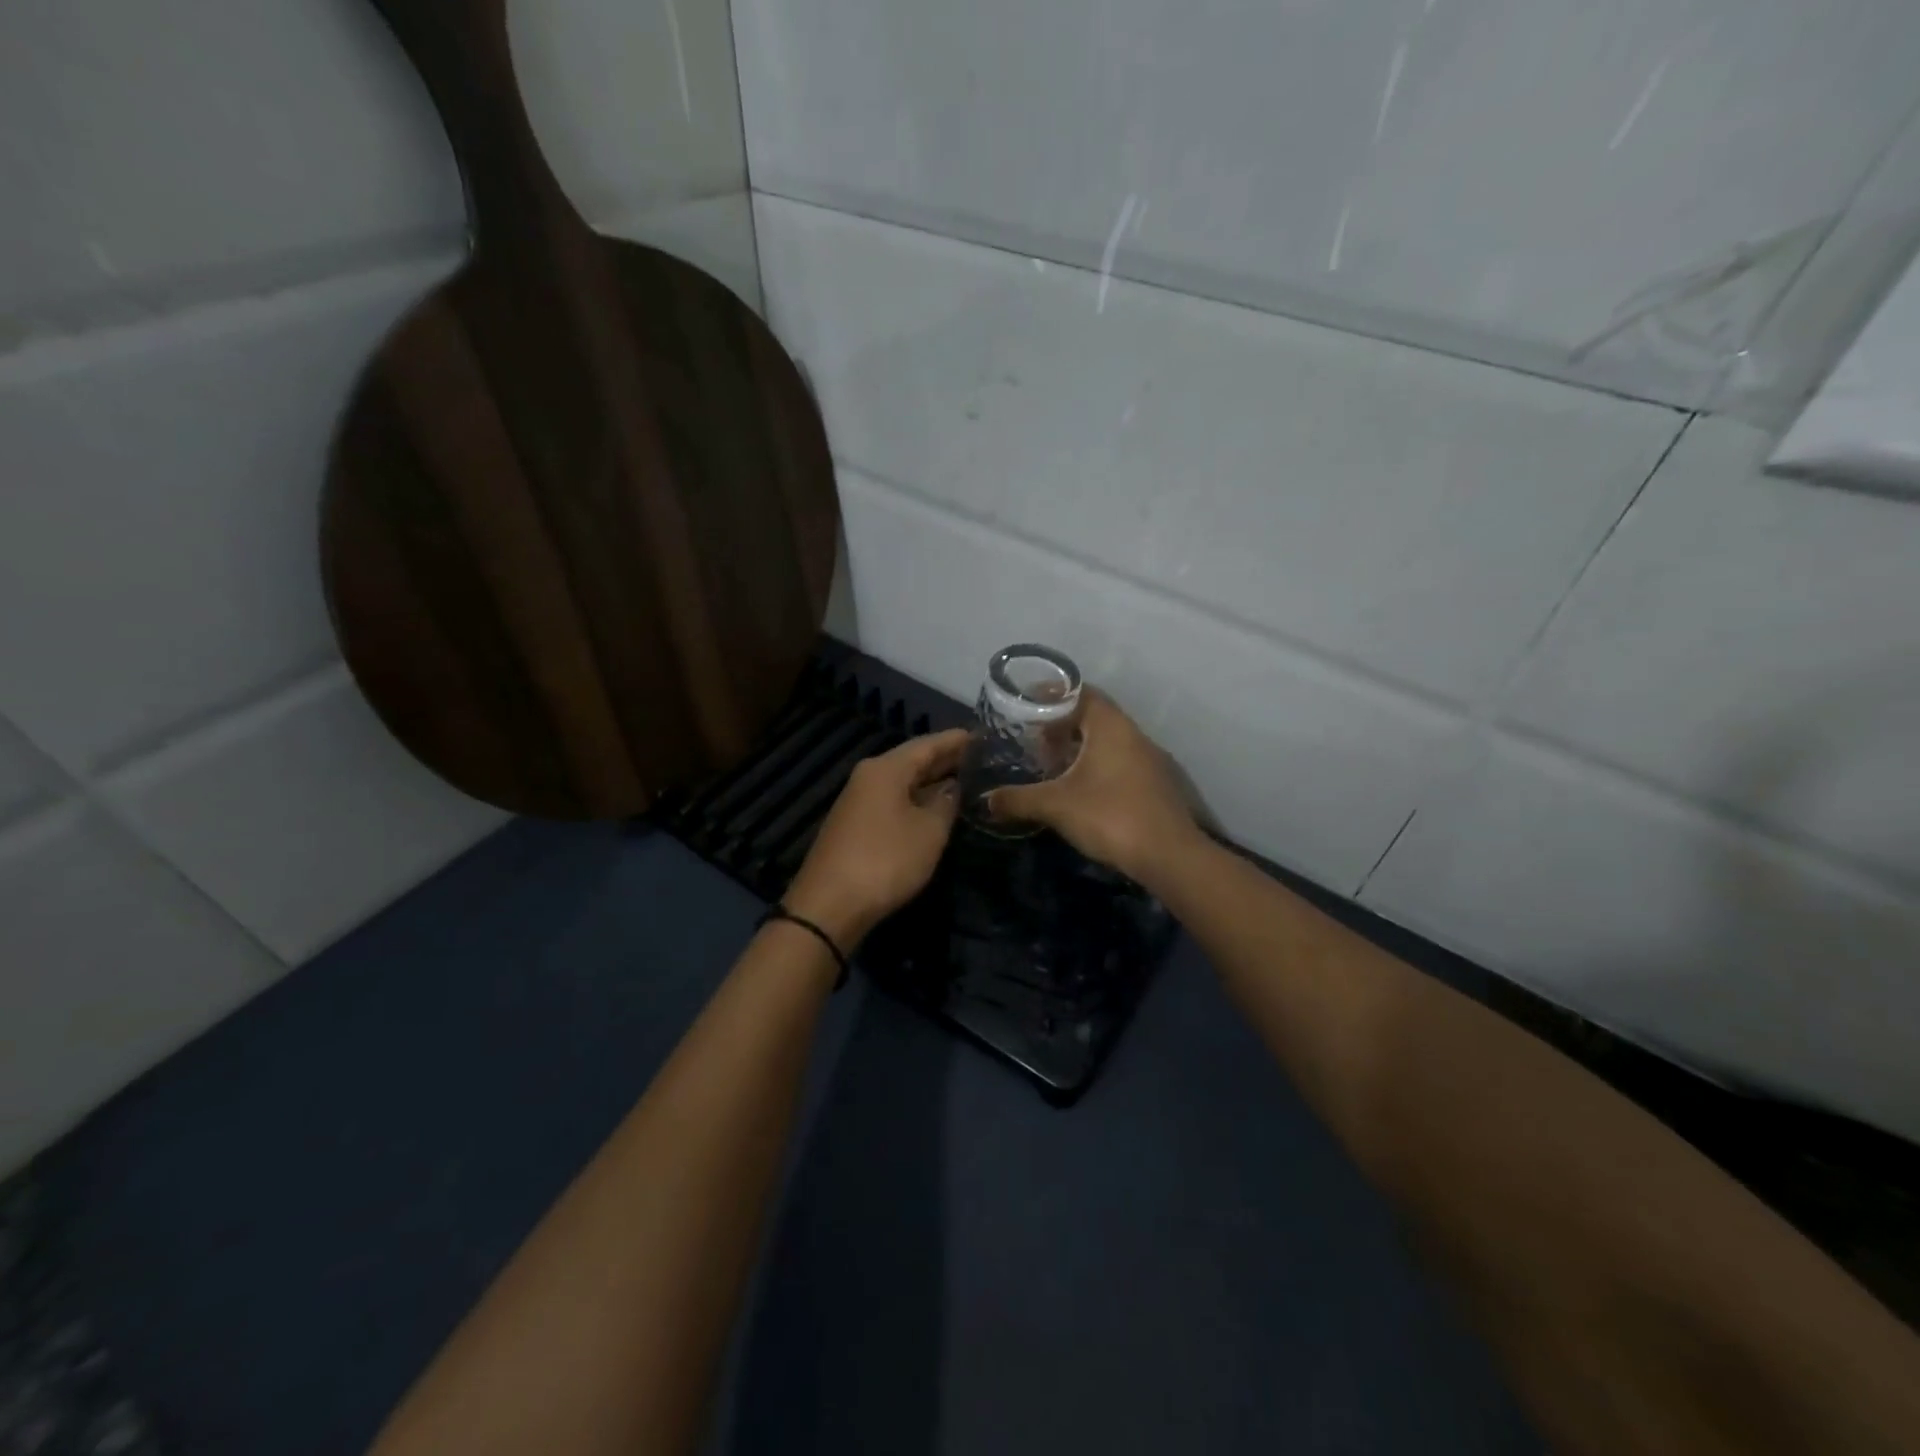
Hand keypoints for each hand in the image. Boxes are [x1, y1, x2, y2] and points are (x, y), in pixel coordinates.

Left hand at [783, 729, 967, 949]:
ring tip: (967, 781)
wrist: (829, 905)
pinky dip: (918, 799)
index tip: (986, 736)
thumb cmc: (886, 860)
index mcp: (886, 768)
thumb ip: (946, 803)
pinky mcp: (857, 824)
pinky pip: (894, 800)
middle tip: (983, 759)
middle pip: (914, 760)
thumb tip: (953, 787)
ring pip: (904, 781)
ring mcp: (860, 800)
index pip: (928, 743)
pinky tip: (937, 807)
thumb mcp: (929, 831)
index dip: (957, 740)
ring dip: (933, 781)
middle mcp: (870, 776)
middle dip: (947, 760)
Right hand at [988, 688, 1201, 884]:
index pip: (1081, 693)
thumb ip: (1018, 799)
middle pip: (1094, 717)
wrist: (1168, 856)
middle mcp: (1133, 735)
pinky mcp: (1155, 785)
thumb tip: (985, 800)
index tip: (1028, 704)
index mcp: (1111, 726)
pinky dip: (1097, 766)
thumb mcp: (1055, 806)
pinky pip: (1120, 762)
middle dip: (1063, 725)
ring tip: (1052, 764)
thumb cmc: (1109, 815)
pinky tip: (1080, 790)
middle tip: (1034, 738)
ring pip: (1108, 742)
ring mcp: (1149, 760)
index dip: (1053, 695)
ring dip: (1080, 748)